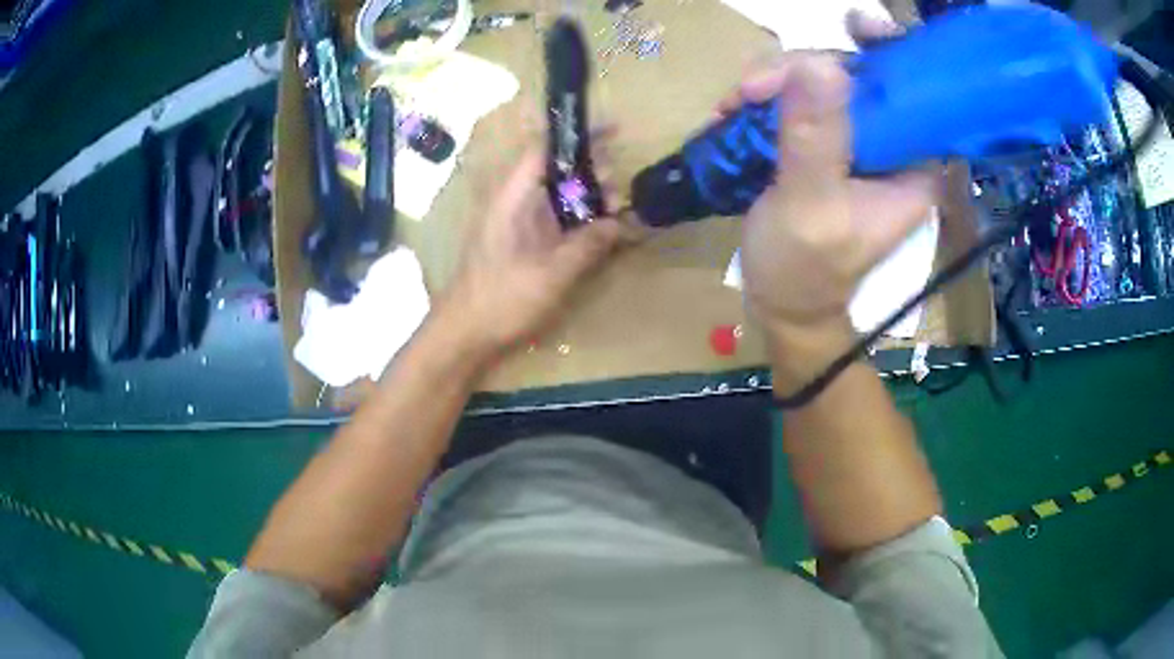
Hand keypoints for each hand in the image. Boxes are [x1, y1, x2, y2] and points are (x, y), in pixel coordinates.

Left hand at [441, 148, 621, 356]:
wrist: (464, 333)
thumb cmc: (502, 298)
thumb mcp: (553, 272)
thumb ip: (590, 244)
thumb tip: (623, 223)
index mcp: (513, 195)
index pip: (545, 149)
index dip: (578, 136)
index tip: (613, 129)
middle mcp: (514, 201)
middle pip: (556, 170)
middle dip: (591, 170)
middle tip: (622, 183)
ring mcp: (517, 222)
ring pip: (558, 195)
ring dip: (588, 197)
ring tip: (619, 205)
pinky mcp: (522, 243)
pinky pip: (555, 219)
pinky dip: (578, 219)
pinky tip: (601, 229)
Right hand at [731, 52, 938, 379]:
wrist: (781, 305)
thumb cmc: (803, 271)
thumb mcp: (810, 207)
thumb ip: (816, 138)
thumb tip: (819, 63)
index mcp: (912, 168)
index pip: (918, 94)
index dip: (893, 52)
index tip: (857, 27)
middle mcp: (892, 150)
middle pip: (861, 77)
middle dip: (806, 69)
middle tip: (755, 87)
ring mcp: (857, 145)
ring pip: (826, 83)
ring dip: (777, 82)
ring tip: (736, 104)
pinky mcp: (827, 145)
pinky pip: (801, 100)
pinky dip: (768, 97)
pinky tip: (737, 109)